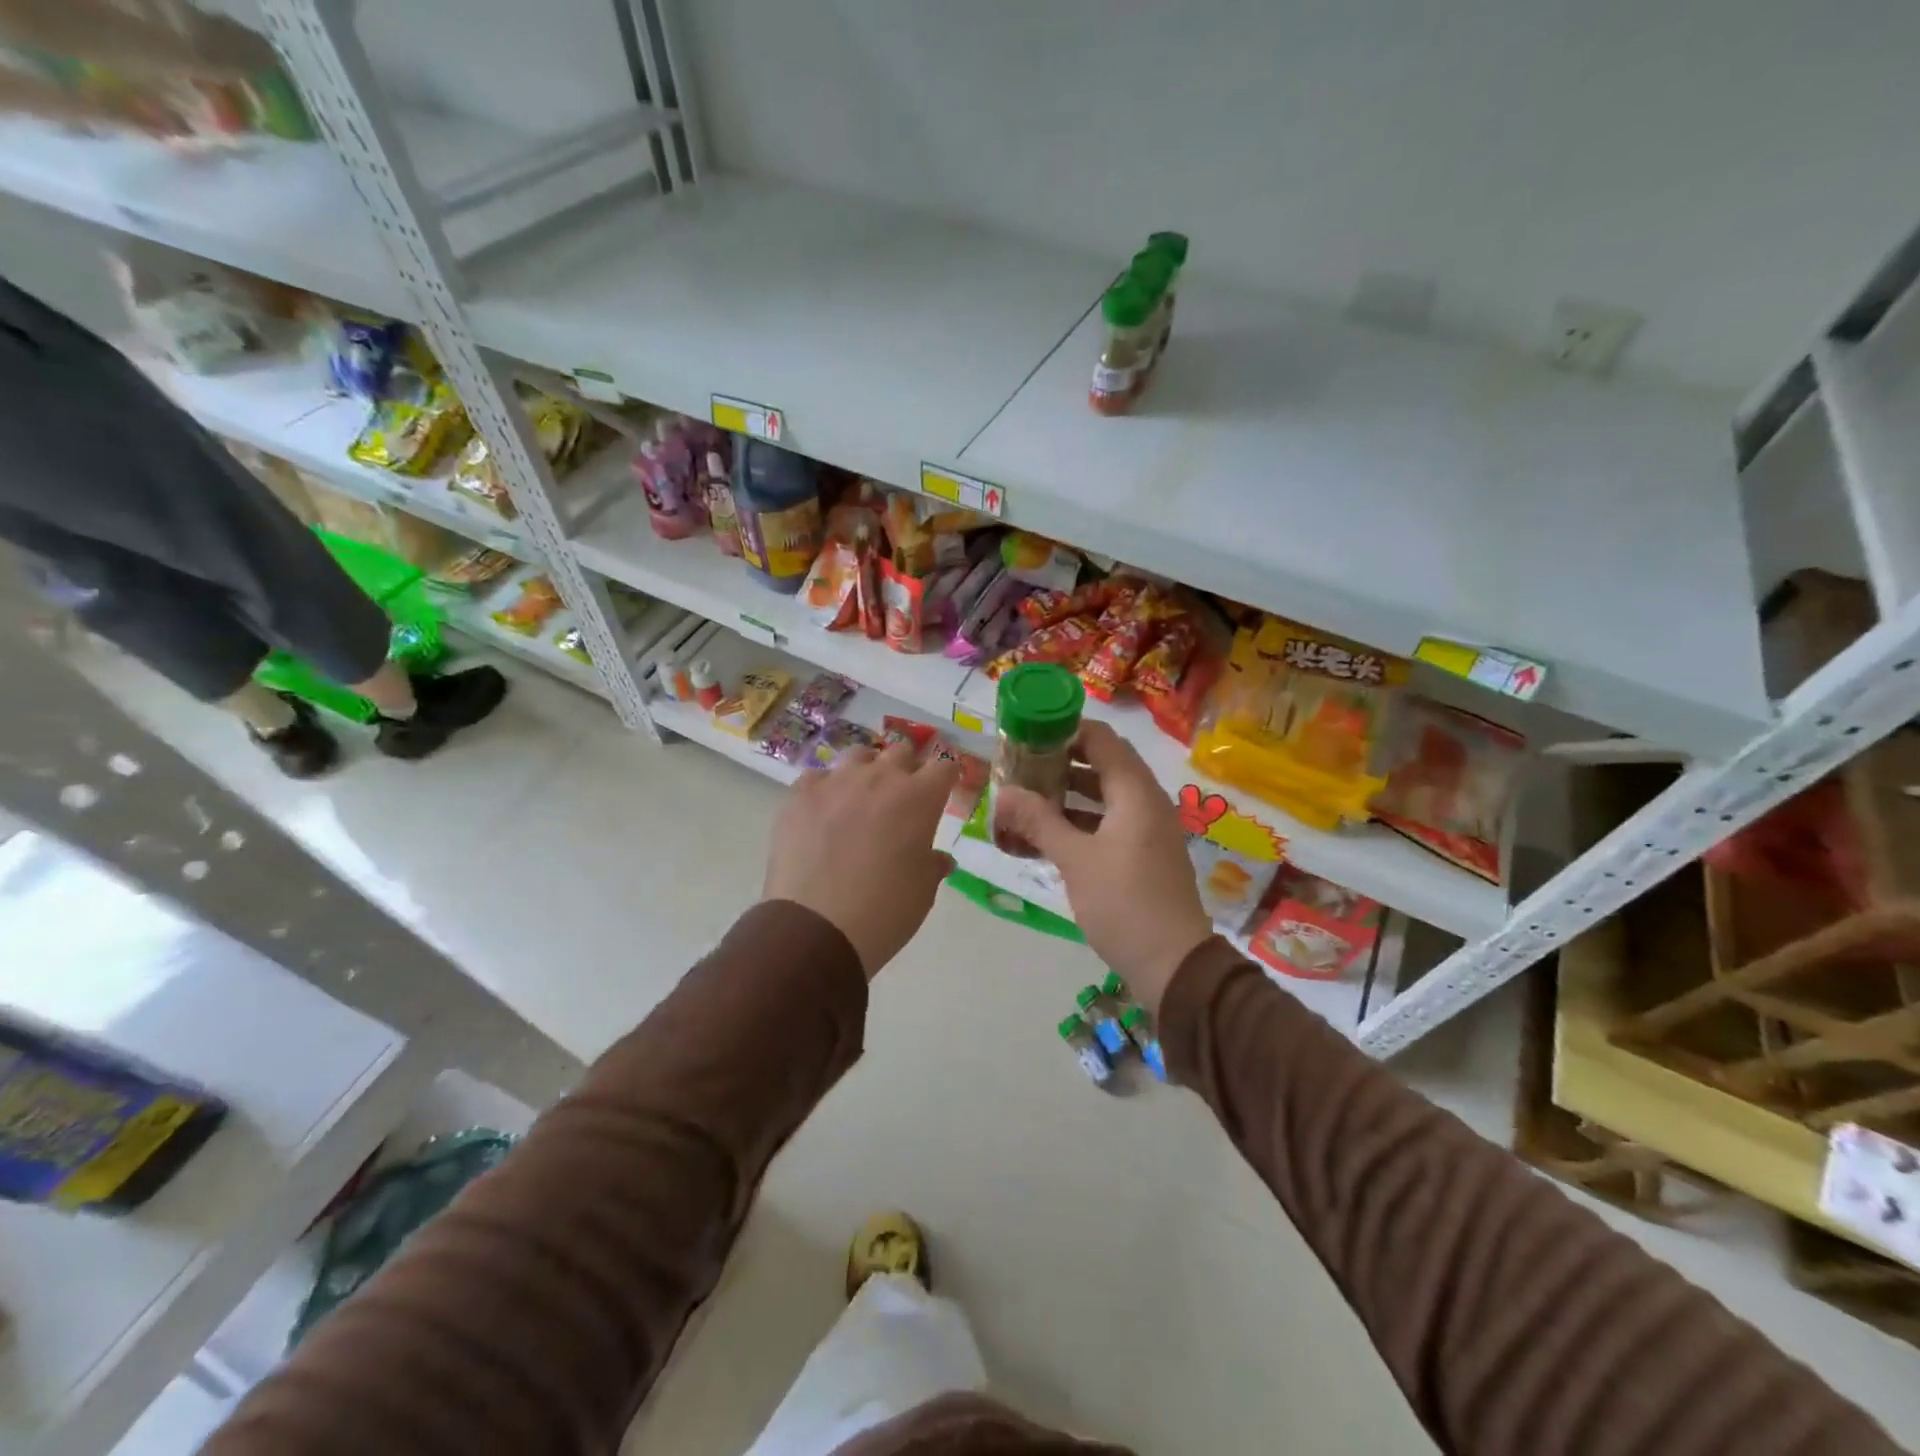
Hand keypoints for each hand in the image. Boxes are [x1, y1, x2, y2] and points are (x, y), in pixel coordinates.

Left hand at [764, 741, 958, 978]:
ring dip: (867, 771)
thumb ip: (932, 865)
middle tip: (904, 798)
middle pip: (901, 752)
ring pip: (859, 756)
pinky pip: (818, 777)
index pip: (944, 765)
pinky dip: (826, 789)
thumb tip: (938, 859)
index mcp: (919, 798)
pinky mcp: (800, 795)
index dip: (946, 776)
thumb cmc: (884, 912)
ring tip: (862, 798)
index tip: (944, 789)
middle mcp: (880, 778)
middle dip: (908, 769)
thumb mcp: (923, 892)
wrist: (816, 929)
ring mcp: (836, 782)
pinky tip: (823, 813)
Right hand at [994, 720, 1213, 1012]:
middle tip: (1018, 768)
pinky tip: (1043, 837)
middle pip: (1100, 765)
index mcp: (1135, 792)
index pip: (1101, 738)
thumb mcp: (1076, 859)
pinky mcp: (1141, 855)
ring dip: (1065, 796)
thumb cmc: (1124, 903)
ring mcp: (1145, 830)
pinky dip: (1077, 823)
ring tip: (1023, 801)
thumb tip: (1003, 793)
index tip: (1027, 736)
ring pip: (1101, 797)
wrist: (1173, 965)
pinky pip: (1106, 824)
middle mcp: (1145, 802)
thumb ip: (1039, 821)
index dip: (1064, 731)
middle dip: (1058, 764)